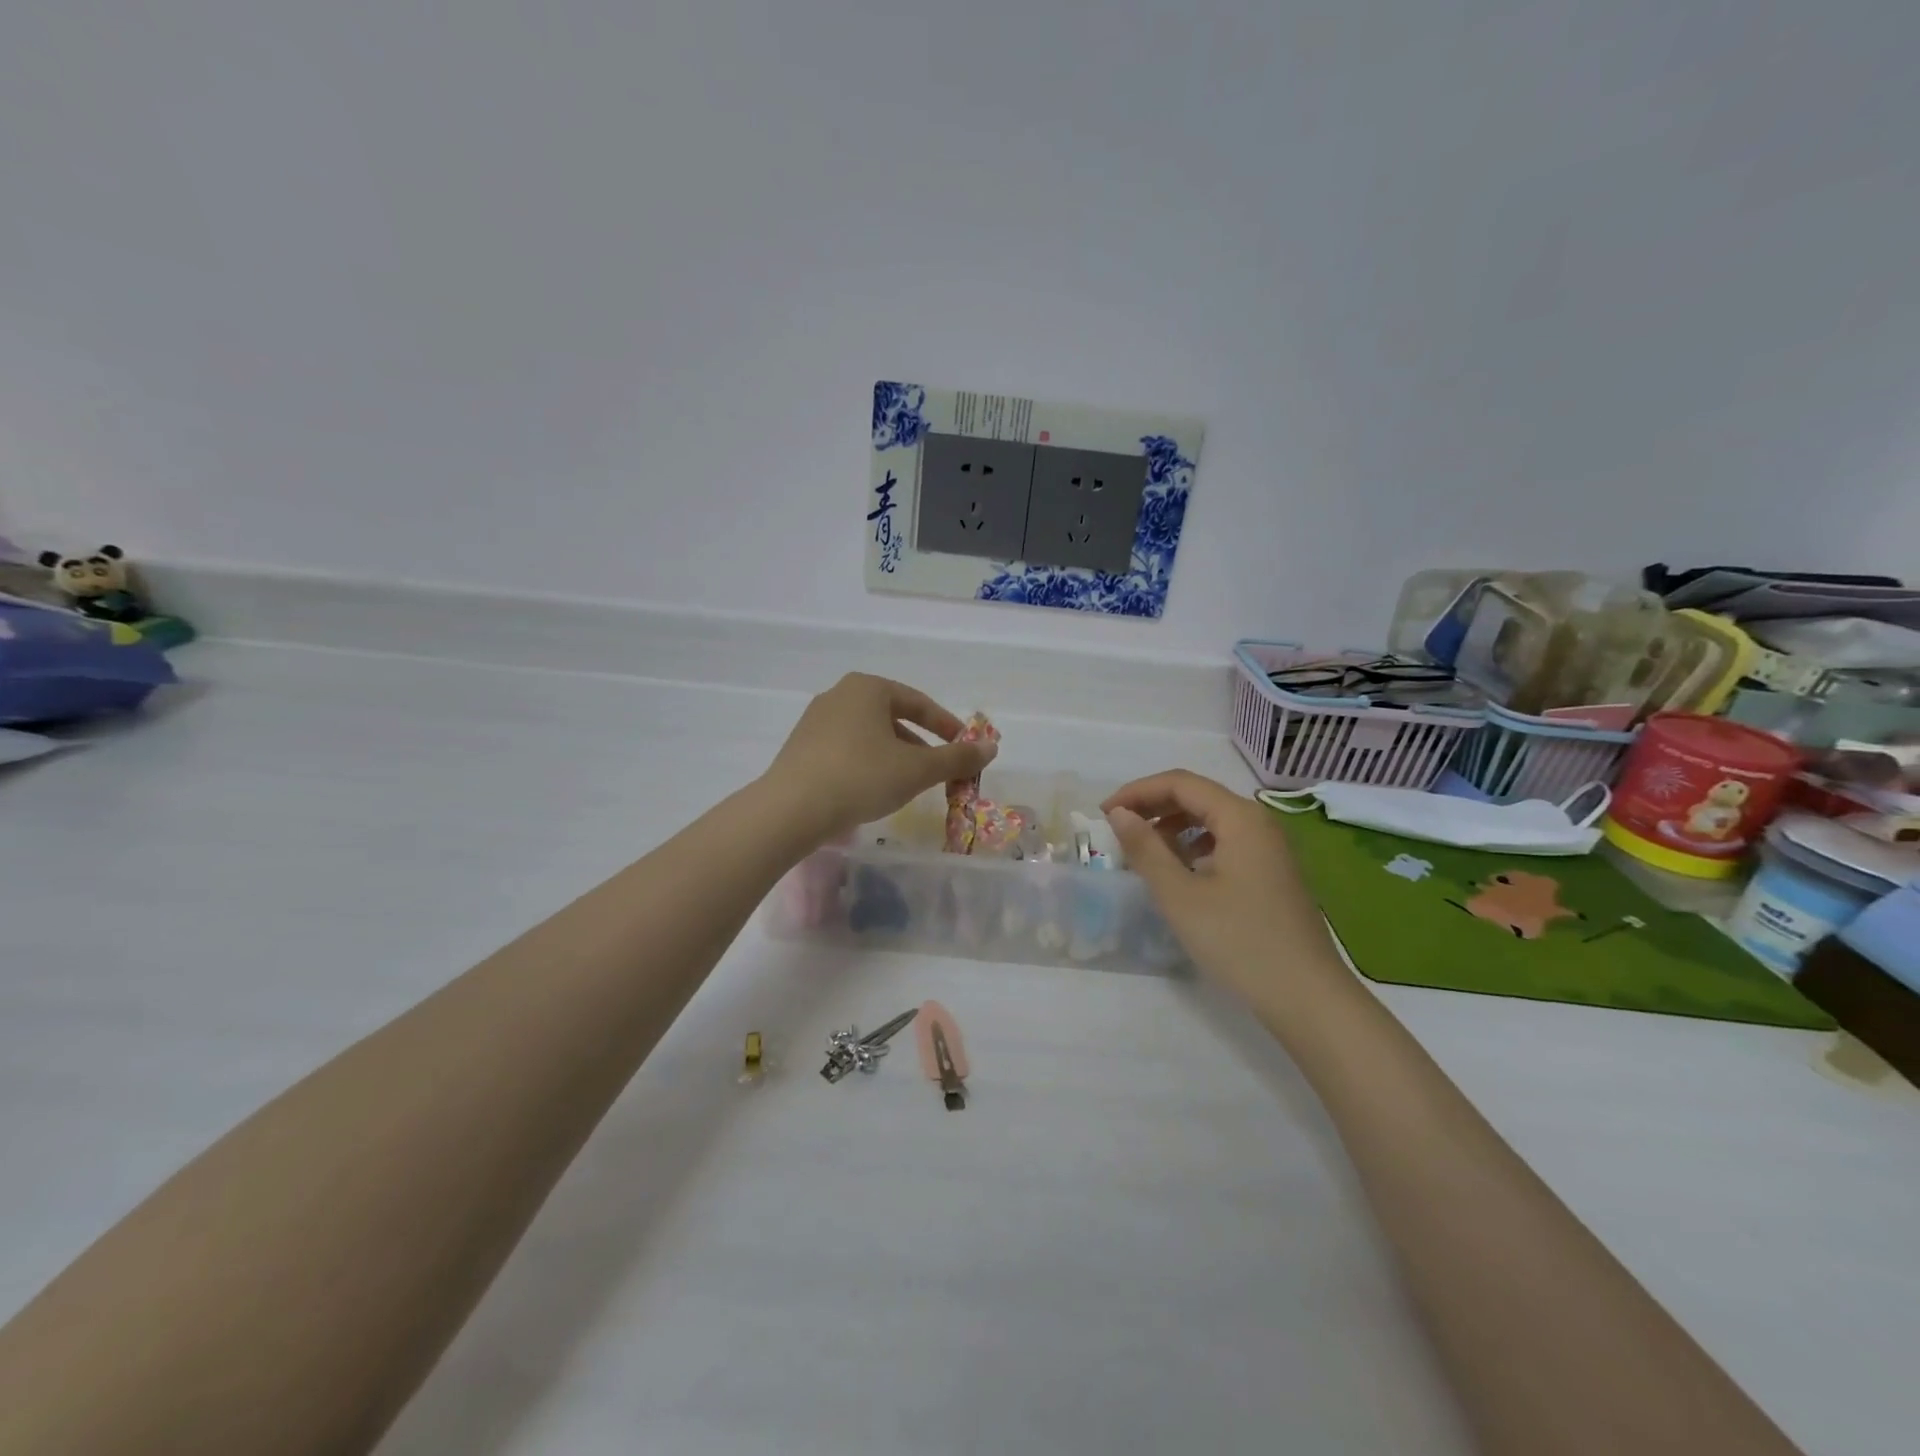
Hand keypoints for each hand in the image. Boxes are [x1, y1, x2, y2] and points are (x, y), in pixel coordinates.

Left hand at [762, 674, 995, 842]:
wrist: (792, 809)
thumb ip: (956, 757)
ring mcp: (815, 721)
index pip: (918, 702)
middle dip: (919, 744)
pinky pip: (846, 749)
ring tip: (907, 784)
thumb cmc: (862, 777)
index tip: (964, 748)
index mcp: (868, 688)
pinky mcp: (800, 748)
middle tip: (937, 770)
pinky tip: (872, 790)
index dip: (946, 726)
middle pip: (892, 717)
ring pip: (868, 735)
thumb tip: (992, 747)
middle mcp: (839, 695)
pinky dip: (867, 764)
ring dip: (894, 756)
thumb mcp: (917, 769)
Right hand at [1102, 770, 1349, 1016]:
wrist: (1307, 998)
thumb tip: (1119, 814)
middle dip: (1153, 806)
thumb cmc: (1239, 942)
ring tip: (1143, 851)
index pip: (1180, 783)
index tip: (1104, 814)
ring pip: (1212, 819)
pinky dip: (1194, 845)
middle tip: (1118, 829)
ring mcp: (1270, 848)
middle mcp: (1259, 822)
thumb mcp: (1180, 896)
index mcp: (1240, 817)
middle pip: (1198, 796)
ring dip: (1172, 826)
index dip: (1137, 791)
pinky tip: (1180, 871)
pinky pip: (1226, 841)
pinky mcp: (1272, 872)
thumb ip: (1146, 849)